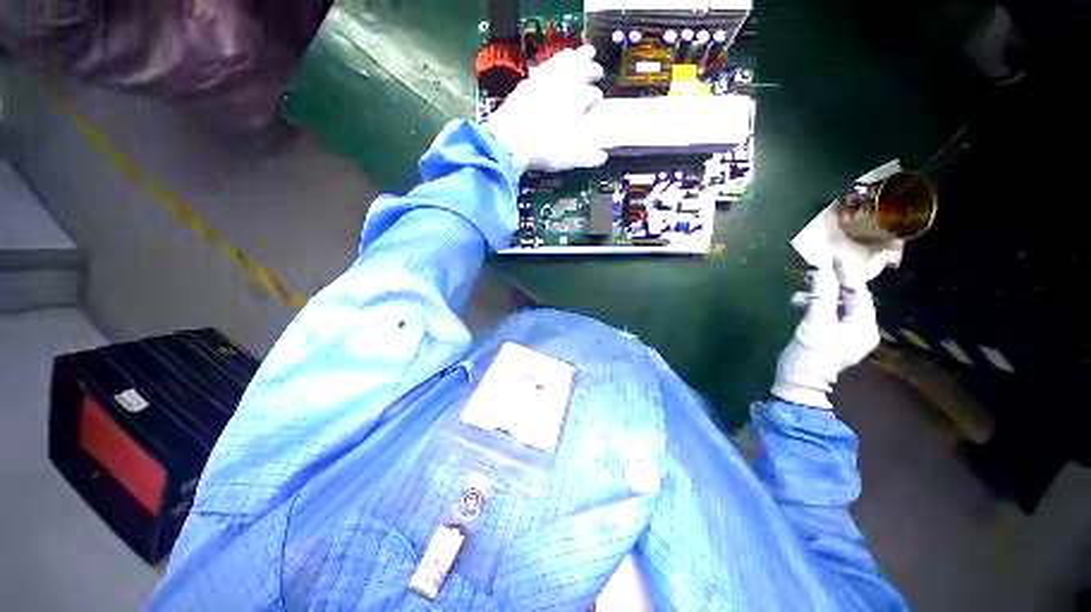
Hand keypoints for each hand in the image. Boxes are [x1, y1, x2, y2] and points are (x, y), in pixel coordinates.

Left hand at [484, 45, 608, 172]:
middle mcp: (560, 88)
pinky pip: (543, 66)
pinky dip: (551, 62)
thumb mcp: (568, 158)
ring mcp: (542, 83)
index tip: (598, 99)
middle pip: (579, 70)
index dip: (596, 96)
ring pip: (562, 63)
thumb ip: (588, 157)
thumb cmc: (540, 151)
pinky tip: (551, 64)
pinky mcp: (526, 85)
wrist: (508, 143)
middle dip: (590, 68)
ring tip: (580, 53)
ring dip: (573, 57)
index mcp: (574, 103)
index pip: (590, 94)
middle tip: (597, 67)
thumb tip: (602, 156)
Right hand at [772, 260, 880, 408]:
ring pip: (836, 304)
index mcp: (863, 326)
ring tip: (803, 288)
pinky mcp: (829, 336)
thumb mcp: (815, 325)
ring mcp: (844, 333)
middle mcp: (859, 328)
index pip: (860, 293)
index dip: (847, 275)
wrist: (798, 384)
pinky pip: (826, 313)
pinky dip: (814, 305)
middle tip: (814, 270)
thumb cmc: (810, 356)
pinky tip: (800, 302)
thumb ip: (821, 297)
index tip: (834, 257)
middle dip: (832, 284)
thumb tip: (822, 270)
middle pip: (849, 298)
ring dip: (820, 294)